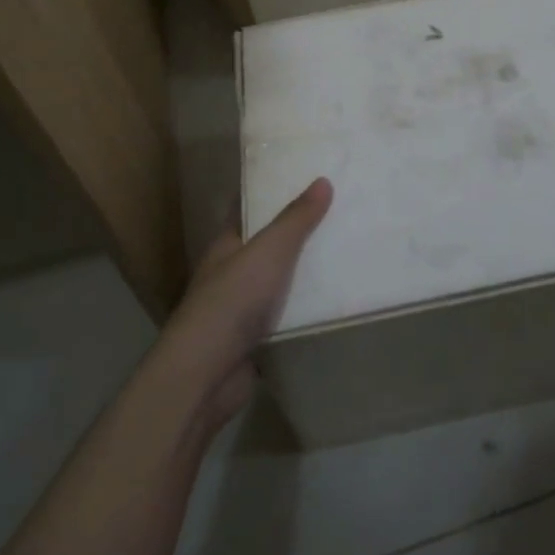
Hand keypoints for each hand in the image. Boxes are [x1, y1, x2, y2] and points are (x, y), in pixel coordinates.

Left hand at [155, 178, 332, 430]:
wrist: (205, 375)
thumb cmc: (232, 300)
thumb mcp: (269, 250)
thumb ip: (296, 219)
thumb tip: (322, 180)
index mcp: (227, 245)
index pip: (251, 210)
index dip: (275, 194)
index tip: (308, 179)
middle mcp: (233, 273)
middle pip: (270, 247)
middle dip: (301, 233)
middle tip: (342, 214)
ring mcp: (243, 310)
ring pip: (281, 284)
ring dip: (308, 275)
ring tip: (349, 254)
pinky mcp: (257, 342)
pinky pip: (288, 318)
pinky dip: (307, 312)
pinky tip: (338, 302)